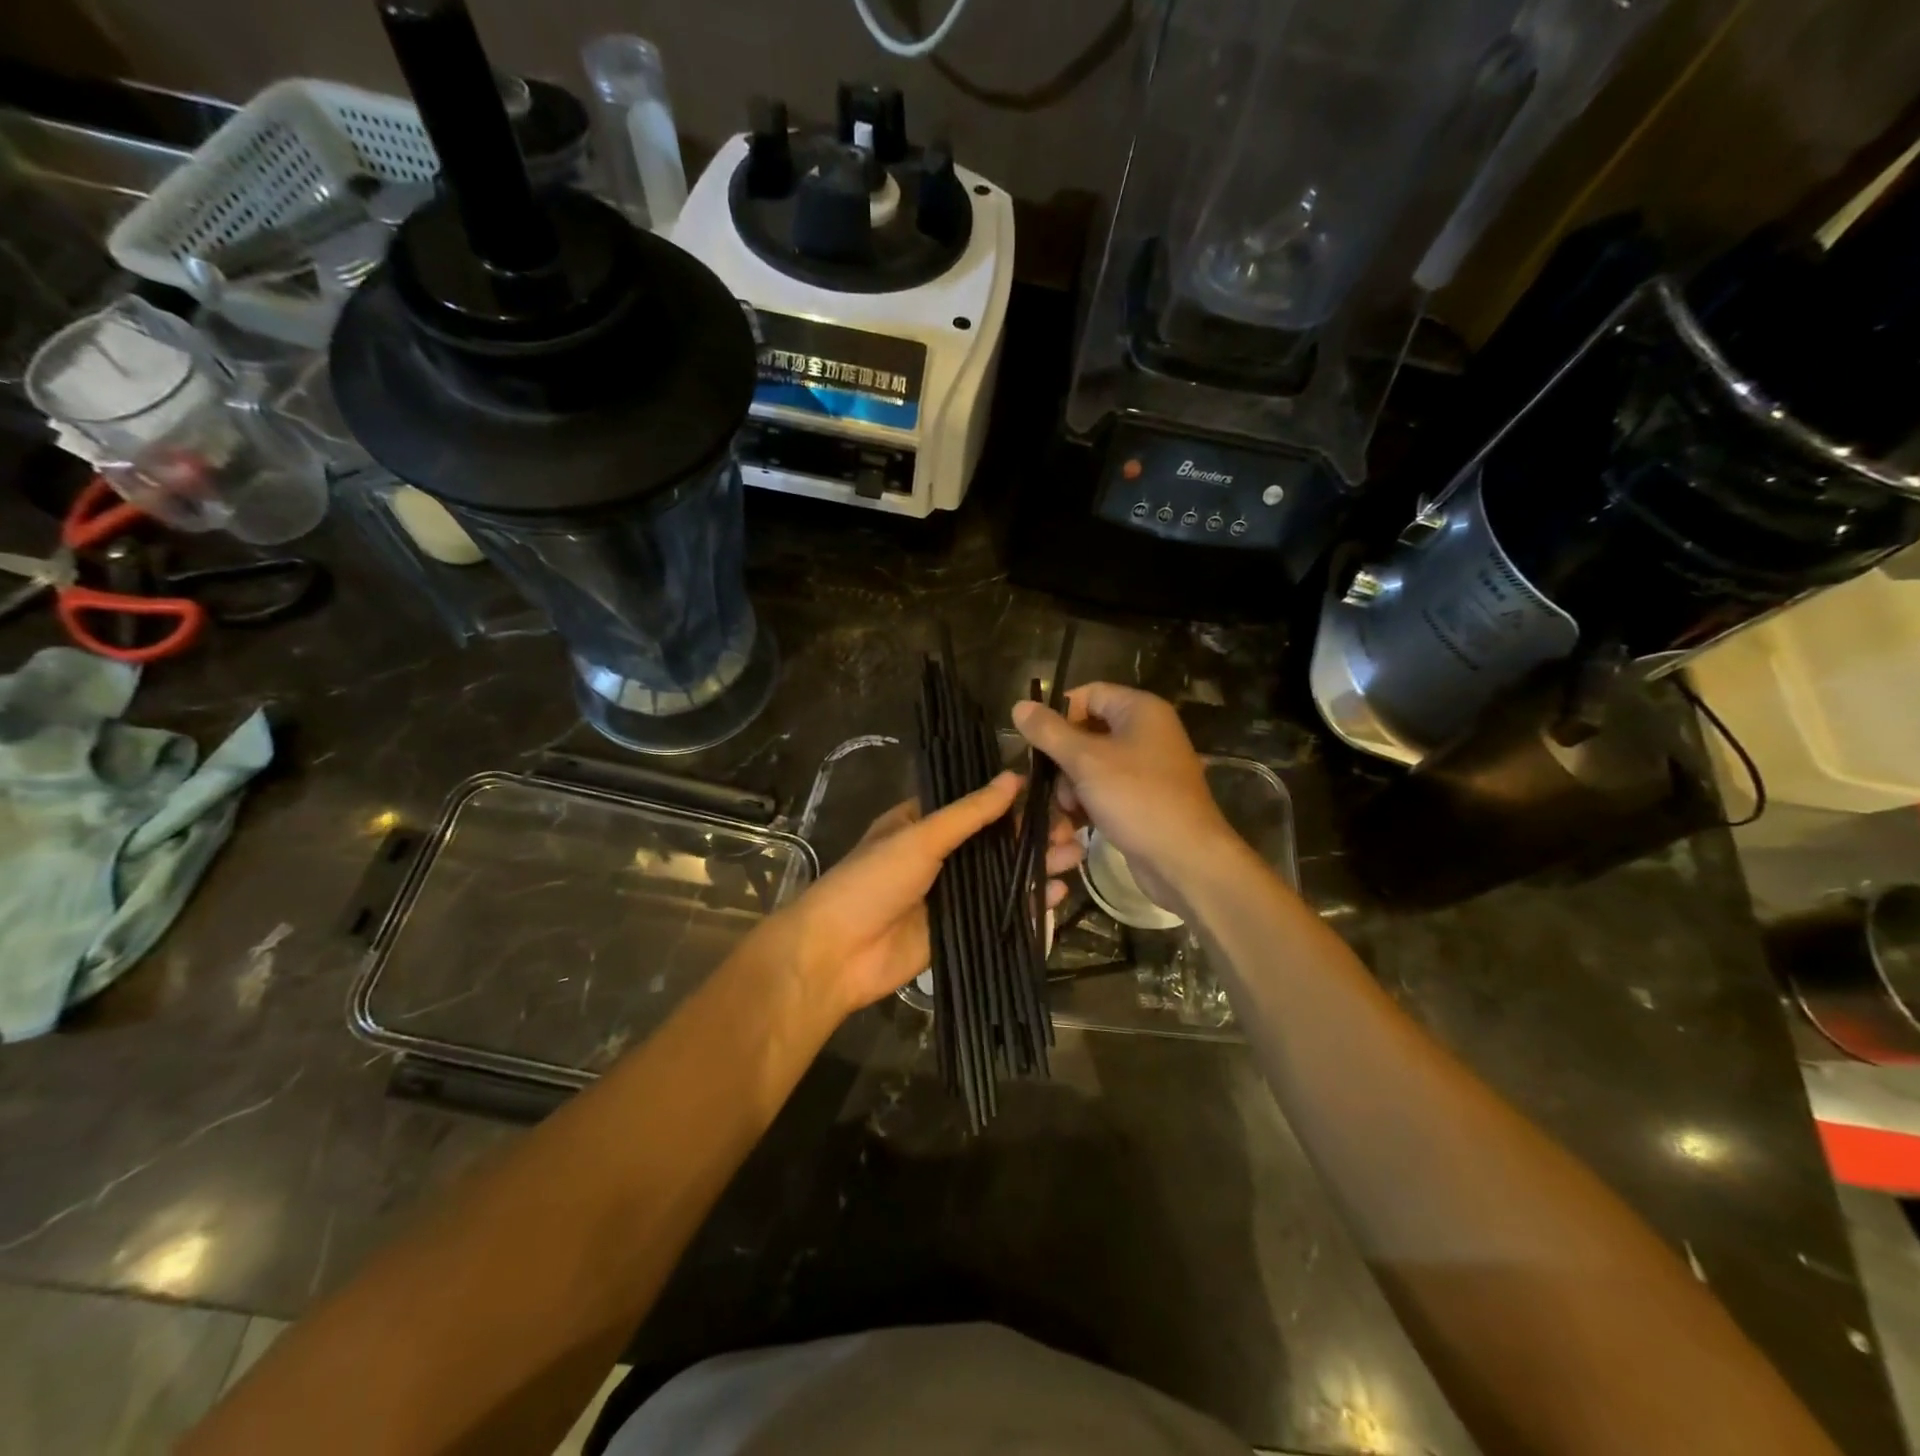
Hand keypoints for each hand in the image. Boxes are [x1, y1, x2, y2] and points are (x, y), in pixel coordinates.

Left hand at [781, 771, 1077, 1016]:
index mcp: (924, 823)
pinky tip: (1055, 893)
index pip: (977, 805)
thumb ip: (969, 813)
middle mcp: (941, 854)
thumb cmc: (872, 882)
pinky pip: (1000, 911)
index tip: (1054, 796)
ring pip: (1003, 875)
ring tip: (1073, 857)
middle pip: (996, 840)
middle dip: (1033, 835)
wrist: (837, 954)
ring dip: (1036, 865)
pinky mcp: (961, 928)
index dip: (1014, 801)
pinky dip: (1027, 903)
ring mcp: (952, 893)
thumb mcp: (919, 837)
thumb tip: (1013, 778)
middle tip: (1073, 831)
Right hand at [1012, 683, 1238, 916]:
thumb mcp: (1085, 761)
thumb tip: (1019, 705)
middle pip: (1087, 730)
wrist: (1185, 859)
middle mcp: (1147, 732)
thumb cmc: (1136, 798)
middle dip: (1063, 758)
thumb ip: (1049, 732)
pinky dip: (1089, 801)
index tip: (1036, 742)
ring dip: (1072, 785)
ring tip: (1069, 809)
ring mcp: (1147, 766)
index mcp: (1140, 710)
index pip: (1088, 694)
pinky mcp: (1144, 797)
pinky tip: (1078, 821)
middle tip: (1051, 783)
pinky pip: (1106, 788)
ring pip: (1092, 764)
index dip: (1059, 714)